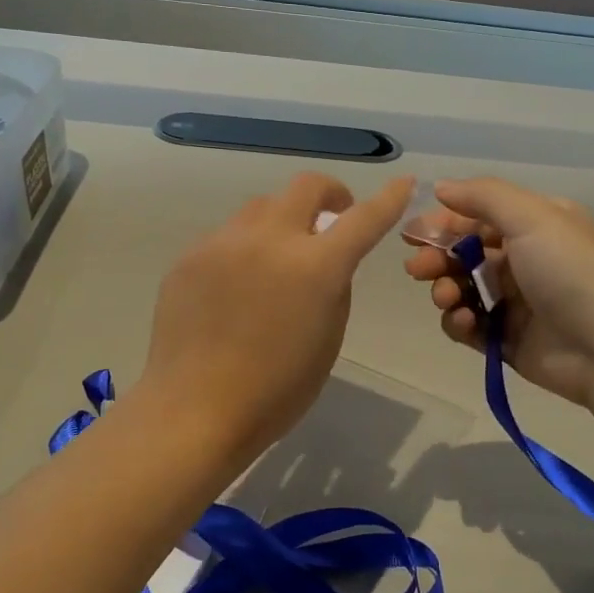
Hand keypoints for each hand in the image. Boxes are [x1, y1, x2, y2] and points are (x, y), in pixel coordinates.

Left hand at [140, 172, 413, 464]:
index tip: (403, 183)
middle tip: (331, 220)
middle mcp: (270, 240)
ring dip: (282, 221)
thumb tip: (324, 261)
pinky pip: (227, 237)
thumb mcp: (328, 340)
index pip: (363, 219)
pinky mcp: (190, 256)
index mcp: (315, 268)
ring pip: (262, 207)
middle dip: (329, 194)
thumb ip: (334, 288)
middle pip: (306, 187)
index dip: (388, 198)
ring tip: (277, 260)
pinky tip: (235, 288)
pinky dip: (245, 249)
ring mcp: (224, 244)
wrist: (194, 410)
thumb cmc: (276, 390)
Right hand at [402, 178, 593, 409]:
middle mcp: (525, 259)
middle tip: (419, 269)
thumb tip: (441, 187)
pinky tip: (464, 322)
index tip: (411, 234)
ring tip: (447, 298)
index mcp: (535, 225)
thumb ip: (482, 196)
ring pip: (463, 289)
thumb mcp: (531, 217)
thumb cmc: (569, 270)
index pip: (477, 217)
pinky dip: (459, 322)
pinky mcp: (507, 339)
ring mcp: (516, 302)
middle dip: (437, 258)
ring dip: (446, 290)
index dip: (443, 223)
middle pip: (465, 253)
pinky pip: (469, 325)